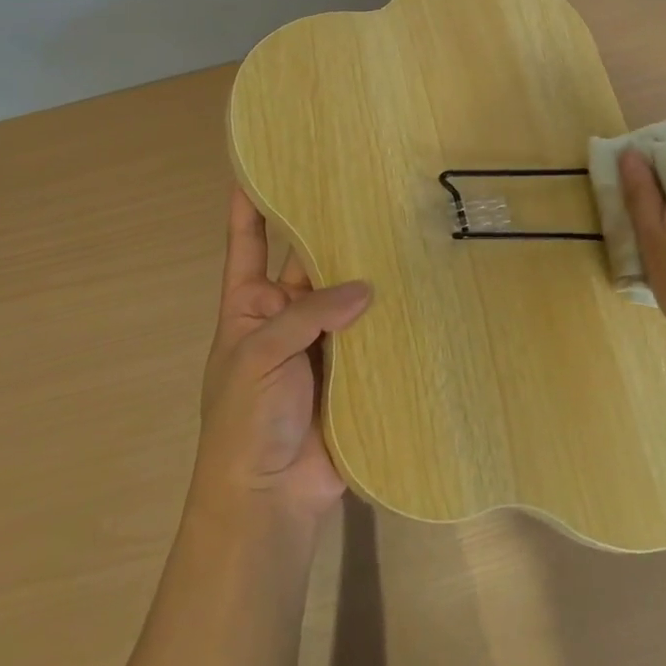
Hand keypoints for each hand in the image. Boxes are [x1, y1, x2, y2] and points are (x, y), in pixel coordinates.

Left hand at [191, 186, 372, 524]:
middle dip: (330, 227)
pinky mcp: (356, 368)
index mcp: (249, 304)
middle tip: (364, 185)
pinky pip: (375, 331)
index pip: (247, 242)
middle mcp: (288, 313)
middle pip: (310, 260)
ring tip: (401, 225)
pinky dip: (393, 313)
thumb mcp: (258, 354)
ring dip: (369, 268)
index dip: (249, 205)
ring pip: (348, 292)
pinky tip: (421, 283)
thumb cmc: (244, 421)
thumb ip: (309, 313)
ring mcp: (324, 341)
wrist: (268, 501)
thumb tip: (366, 289)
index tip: (259, 164)